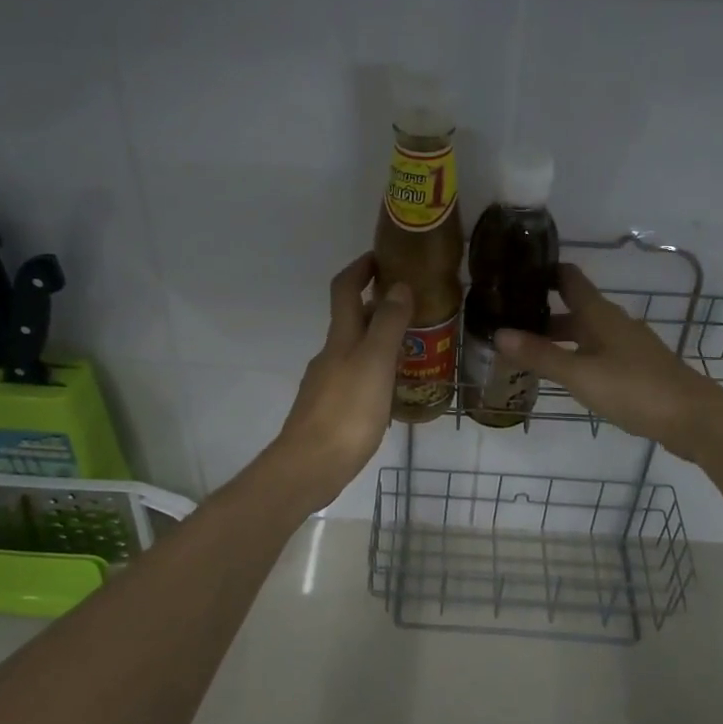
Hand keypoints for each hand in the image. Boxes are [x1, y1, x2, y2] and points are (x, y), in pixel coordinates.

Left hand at [266, 254, 411, 510]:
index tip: (382, 256)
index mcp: (340, 338)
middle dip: (377, 306)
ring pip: (355, 350)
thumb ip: (388, 324)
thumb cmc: (346, 412)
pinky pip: (356, 378)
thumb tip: (399, 285)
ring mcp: (326, 383)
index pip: (345, 289)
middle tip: (413, 306)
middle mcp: (330, 355)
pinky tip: (392, 390)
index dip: (360, 268)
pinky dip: (374, 372)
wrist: (309, 467)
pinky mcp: (329, 410)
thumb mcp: (375, 363)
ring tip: (412, 349)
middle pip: (350, 319)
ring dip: (378, 340)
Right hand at [494, 264, 722, 461]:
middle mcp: (614, 323)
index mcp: (600, 315)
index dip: (544, 272)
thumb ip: (540, 355)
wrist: (694, 418)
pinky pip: (600, 353)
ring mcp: (629, 346)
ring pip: (587, 333)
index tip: (515, 274)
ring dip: (560, 338)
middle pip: (576, 309)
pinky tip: (567, 374)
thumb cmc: (634, 389)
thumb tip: (498, 333)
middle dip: (544, 312)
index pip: (569, 279)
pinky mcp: (638, 368)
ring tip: (529, 350)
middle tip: (509, 321)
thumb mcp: (580, 374)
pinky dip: (578, 356)